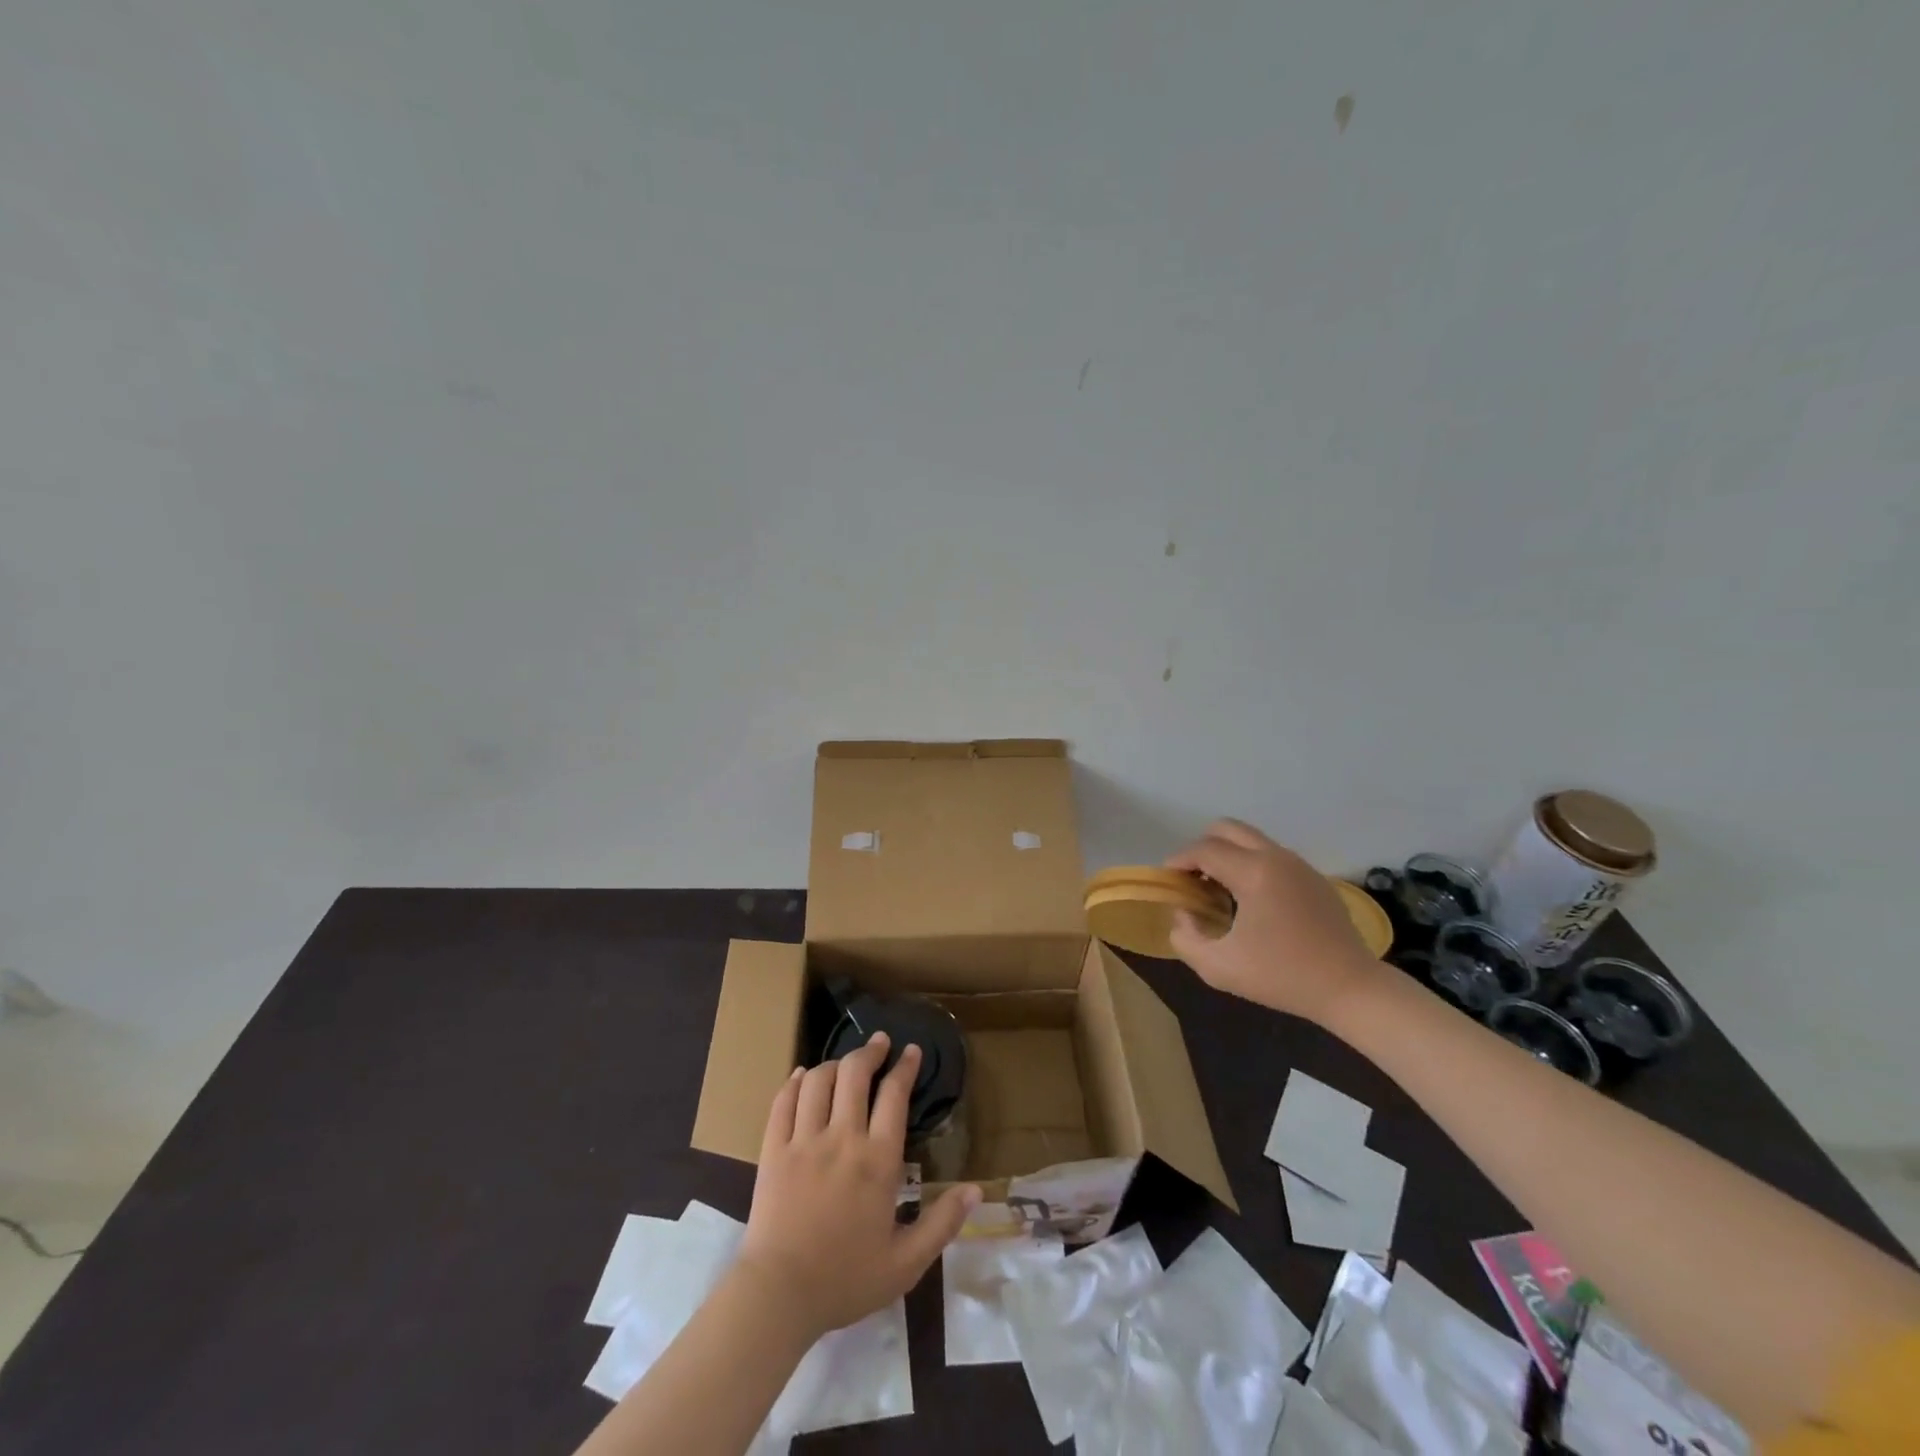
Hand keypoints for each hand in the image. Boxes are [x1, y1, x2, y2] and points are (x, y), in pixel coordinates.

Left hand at [737, 1032, 980, 1337]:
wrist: (779, 1296)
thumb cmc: (846, 1280)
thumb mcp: (906, 1263)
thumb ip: (942, 1223)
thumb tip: (976, 1189)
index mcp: (878, 1161)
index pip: (895, 1096)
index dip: (905, 1068)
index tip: (912, 1051)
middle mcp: (842, 1138)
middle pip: (855, 1074)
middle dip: (870, 1051)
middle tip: (879, 1041)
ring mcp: (804, 1141)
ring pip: (820, 1080)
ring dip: (835, 1063)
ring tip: (845, 1063)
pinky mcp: (773, 1150)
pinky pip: (784, 1102)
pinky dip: (795, 1082)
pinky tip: (803, 1076)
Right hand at [1165, 818, 1379, 1023]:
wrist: (1351, 989)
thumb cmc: (1282, 977)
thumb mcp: (1218, 967)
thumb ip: (1185, 937)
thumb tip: (1185, 913)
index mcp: (1254, 872)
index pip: (1204, 849)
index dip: (1178, 861)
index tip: (1168, 881)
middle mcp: (1276, 857)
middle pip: (1227, 828)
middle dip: (1202, 848)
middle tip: (1193, 879)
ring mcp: (1299, 865)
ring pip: (1250, 840)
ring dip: (1227, 856)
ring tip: (1219, 891)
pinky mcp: (1314, 878)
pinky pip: (1271, 857)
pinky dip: (1251, 866)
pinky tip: (1251, 903)